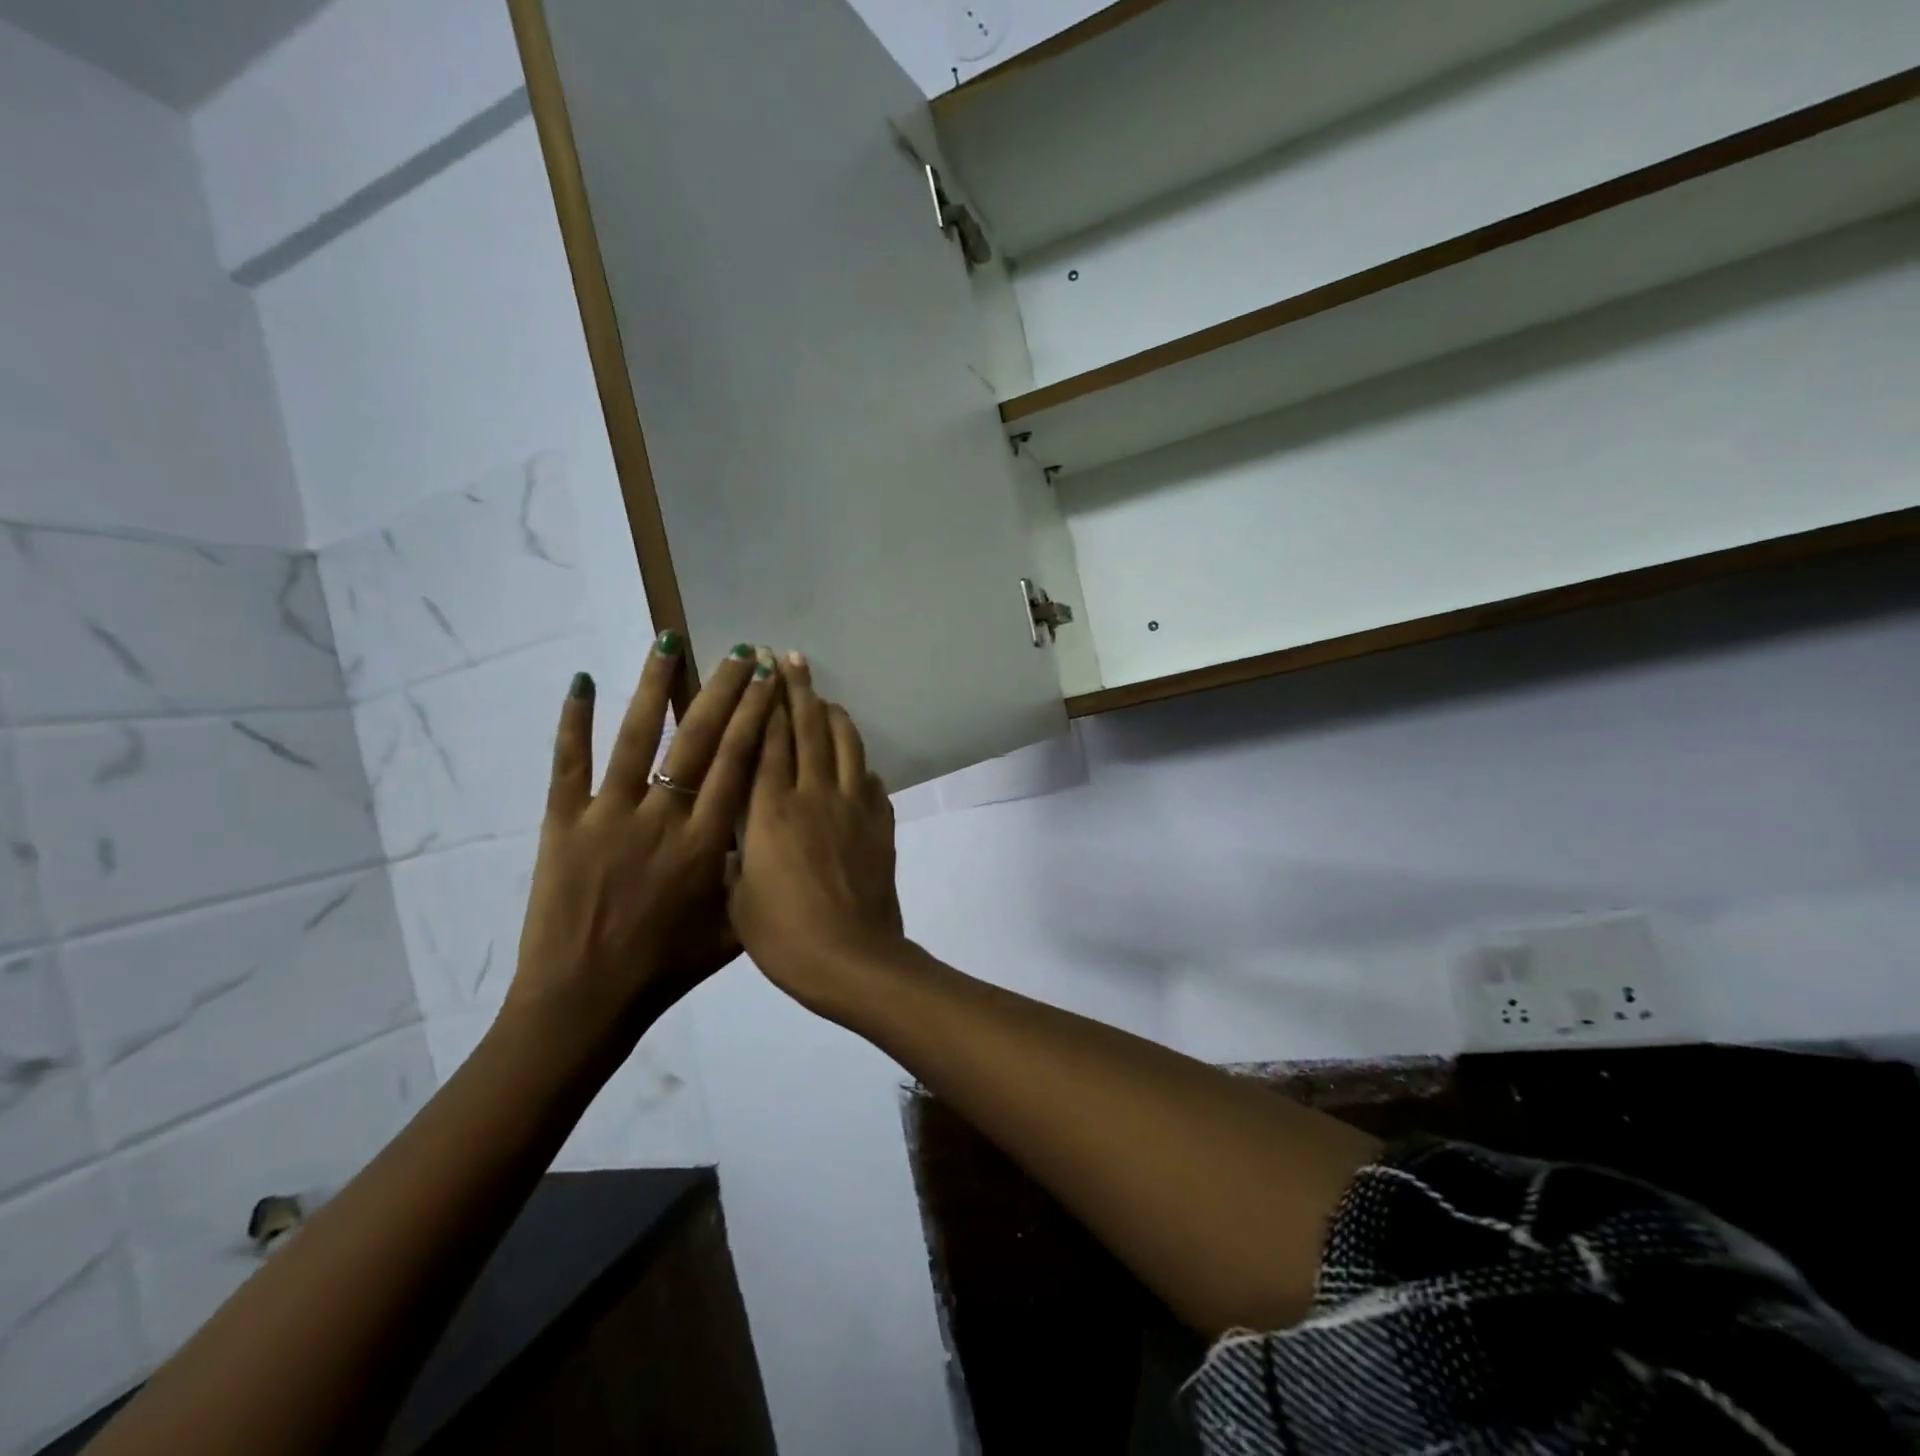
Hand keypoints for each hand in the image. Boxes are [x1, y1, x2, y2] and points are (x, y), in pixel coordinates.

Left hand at [503, 632, 777, 1074]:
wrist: (583, 1001)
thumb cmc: (664, 970)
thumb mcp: (730, 930)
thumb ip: (752, 880)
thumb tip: (770, 836)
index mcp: (706, 843)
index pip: (738, 764)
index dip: (756, 717)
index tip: (770, 682)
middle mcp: (662, 818)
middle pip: (698, 739)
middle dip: (724, 690)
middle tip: (741, 652)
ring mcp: (607, 816)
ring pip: (635, 737)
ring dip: (655, 686)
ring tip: (669, 641)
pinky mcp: (562, 824)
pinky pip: (567, 764)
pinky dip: (572, 721)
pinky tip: (580, 681)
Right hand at [730, 654, 905, 1013]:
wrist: (850, 959)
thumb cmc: (782, 936)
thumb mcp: (736, 898)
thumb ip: (736, 855)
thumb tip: (737, 833)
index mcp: (769, 811)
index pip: (766, 741)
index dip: (764, 702)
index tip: (761, 669)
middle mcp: (813, 795)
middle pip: (808, 730)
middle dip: (799, 690)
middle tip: (793, 658)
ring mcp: (853, 807)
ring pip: (845, 745)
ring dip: (834, 715)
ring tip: (824, 697)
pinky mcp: (881, 824)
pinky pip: (871, 781)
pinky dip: (861, 763)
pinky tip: (856, 761)